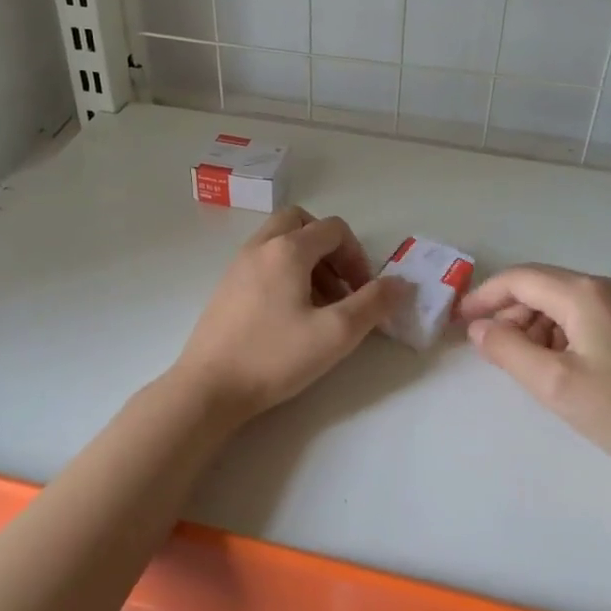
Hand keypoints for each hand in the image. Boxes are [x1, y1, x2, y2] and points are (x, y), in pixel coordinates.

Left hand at [171, 207, 404, 418]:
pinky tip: (290, 313)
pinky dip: (284, 272)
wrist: (209, 387)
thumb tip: (402, 283)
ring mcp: (238, 264)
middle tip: (341, 285)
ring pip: (280, 241)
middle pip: (302, 223)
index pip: (334, 229)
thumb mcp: (336, 334)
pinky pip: (263, 260)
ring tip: (320, 304)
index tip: (363, 292)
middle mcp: (261, 246)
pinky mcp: (226, 286)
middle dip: (329, 248)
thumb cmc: (274, 356)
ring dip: (308, 261)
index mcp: (288, 249)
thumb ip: (374, 304)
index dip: (358, 256)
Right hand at [457, 264, 610, 478]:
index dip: (485, 295)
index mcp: (585, 293)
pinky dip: (556, 333)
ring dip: (532, 325)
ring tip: (524, 362)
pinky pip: (580, 315)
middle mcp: (604, 287)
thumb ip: (508, 350)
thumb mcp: (554, 384)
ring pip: (559, 301)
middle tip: (491, 348)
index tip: (461, 320)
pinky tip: (555, 364)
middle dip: (509, 313)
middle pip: (540, 286)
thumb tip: (479, 329)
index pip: (521, 279)